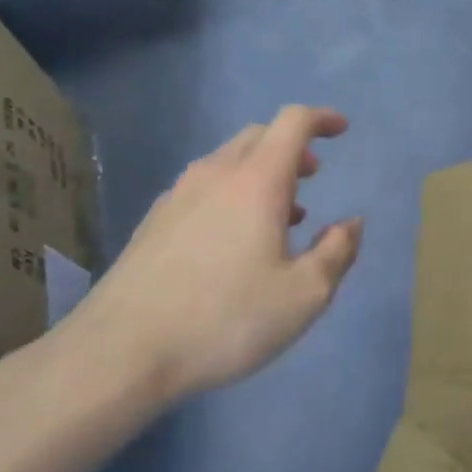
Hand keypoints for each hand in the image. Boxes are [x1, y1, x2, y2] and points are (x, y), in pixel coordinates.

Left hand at [71, 106, 362, 397]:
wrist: (120, 352)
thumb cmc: (225, 319)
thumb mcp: (304, 295)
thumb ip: (337, 252)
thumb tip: (351, 223)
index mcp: (256, 181)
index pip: (292, 123)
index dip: (321, 119)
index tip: (341, 129)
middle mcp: (215, 175)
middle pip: (258, 136)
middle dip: (292, 147)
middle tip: (312, 175)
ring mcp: (177, 197)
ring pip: (228, 162)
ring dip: (262, 173)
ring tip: (282, 214)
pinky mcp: (153, 223)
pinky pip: (203, 188)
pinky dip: (232, 194)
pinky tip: (235, 239)